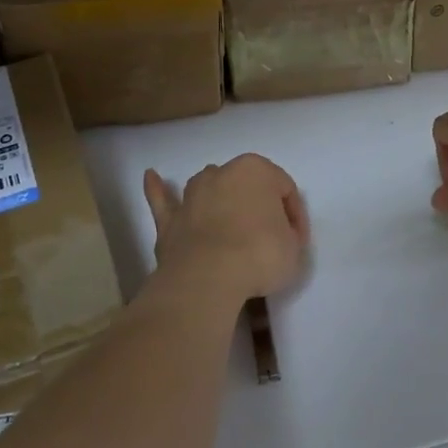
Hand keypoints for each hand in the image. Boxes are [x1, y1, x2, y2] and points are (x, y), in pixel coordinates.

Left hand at [143, 154, 309, 303]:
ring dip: (220, 199)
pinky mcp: (169, 220)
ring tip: (230, 219)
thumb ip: (287, 234)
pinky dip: (157, 190)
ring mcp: (192, 195)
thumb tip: (275, 235)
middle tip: (269, 238)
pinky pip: (163, 200)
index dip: (295, 217)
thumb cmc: (260, 254)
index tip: (296, 243)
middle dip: (258, 206)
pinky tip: (151, 177)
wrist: (209, 277)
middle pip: (246, 186)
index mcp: (256, 170)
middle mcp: (221, 174)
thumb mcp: (294, 247)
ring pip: (209, 188)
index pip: (285, 189)